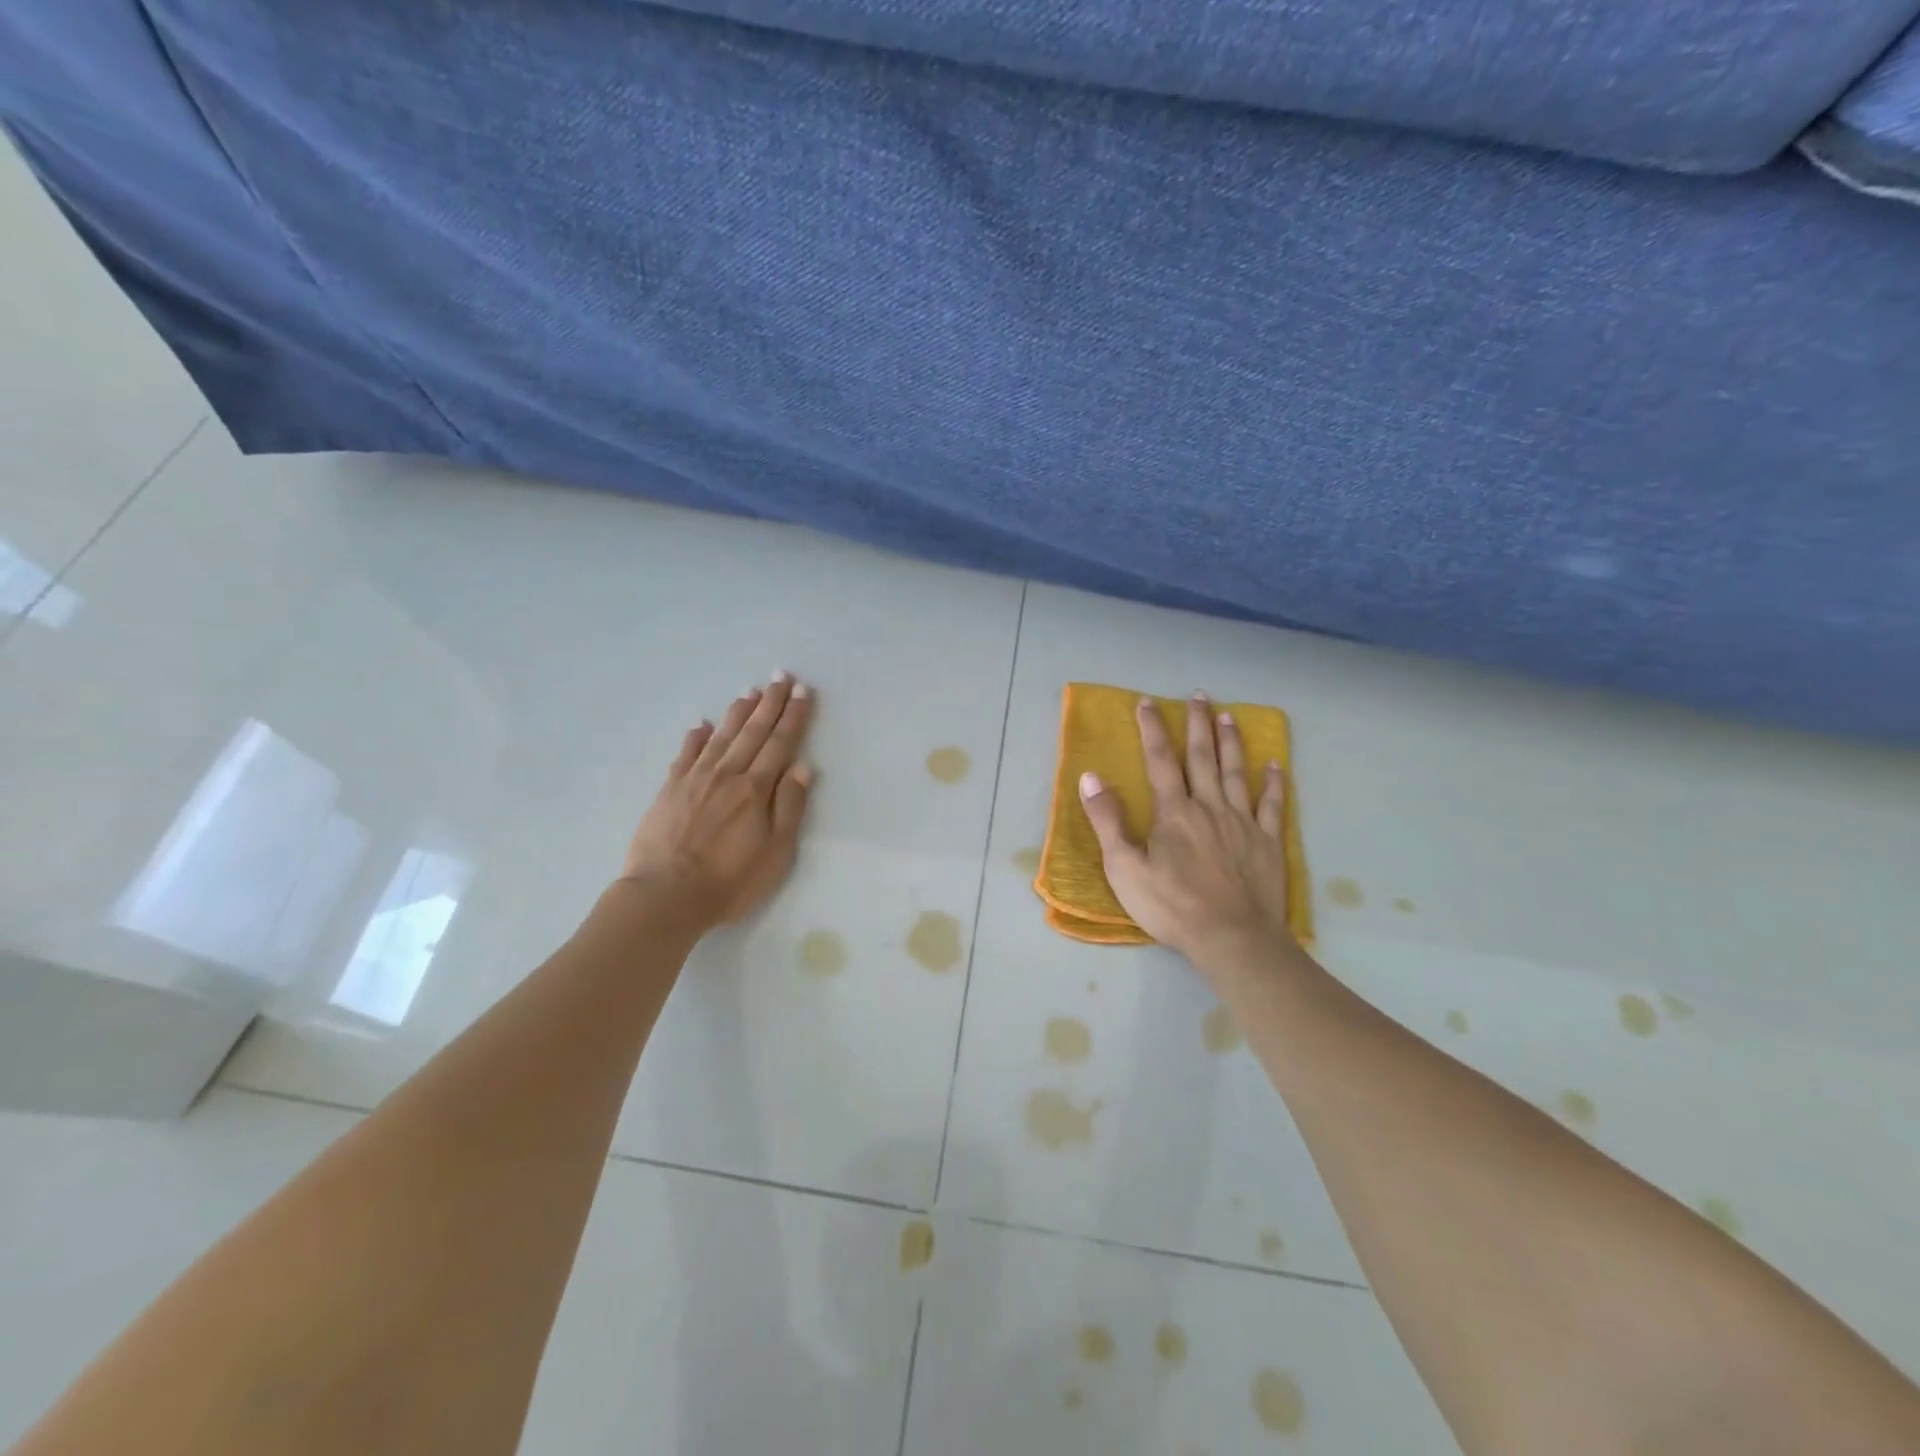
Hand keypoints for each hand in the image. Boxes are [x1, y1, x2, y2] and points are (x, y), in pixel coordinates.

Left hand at [618, 672, 815, 928]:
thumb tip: (803, 766)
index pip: (780, 744)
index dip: (794, 717)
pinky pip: (685, 754)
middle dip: (770, 703)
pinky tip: (701, 724)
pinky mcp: (669, 790)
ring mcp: (695, 779)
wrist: (665, 896)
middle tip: (781, 676)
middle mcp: (727, 774)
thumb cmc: (729, 880)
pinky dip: (695, 737)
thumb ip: (789, 806)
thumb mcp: (775, 851)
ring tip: (750, 691)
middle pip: (752, 732)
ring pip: (721, 736)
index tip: (803, 691)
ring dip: (737, 712)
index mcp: (755, 789)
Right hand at [1078, 693, 1293, 962]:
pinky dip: (1274, 783)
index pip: (1161, 761)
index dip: (1153, 730)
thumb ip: (1108, 821)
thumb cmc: (1172, 906)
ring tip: (1230, 716)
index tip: (1148, 702)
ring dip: (1231, 743)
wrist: (1232, 938)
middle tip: (1199, 695)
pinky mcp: (1267, 843)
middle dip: (1198, 724)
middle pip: (1203, 757)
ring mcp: (1243, 823)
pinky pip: (1272, 805)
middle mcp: (1210, 807)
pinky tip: (1275, 764)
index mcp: (1174, 812)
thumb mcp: (1125, 868)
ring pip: (1237, 773)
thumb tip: (1090, 777)